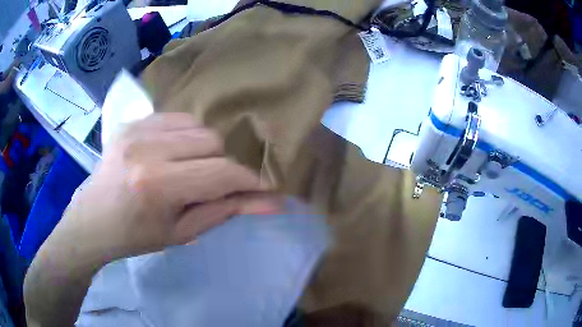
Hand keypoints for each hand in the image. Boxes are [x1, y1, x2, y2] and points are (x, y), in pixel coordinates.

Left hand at [56, 113, 278, 261]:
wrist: (93, 220)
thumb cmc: (135, 236)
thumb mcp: (182, 232)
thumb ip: (226, 211)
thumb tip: (271, 203)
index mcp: (157, 186)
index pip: (221, 173)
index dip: (249, 180)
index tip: (263, 188)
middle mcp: (147, 149)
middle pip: (212, 141)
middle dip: (223, 164)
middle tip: (212, 185)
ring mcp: (137, 129)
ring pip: (197, 125)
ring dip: (205, 148)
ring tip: (190, 169)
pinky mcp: (132, 122)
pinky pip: (176, 118)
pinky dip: (186, 135)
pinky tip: (173, 153)